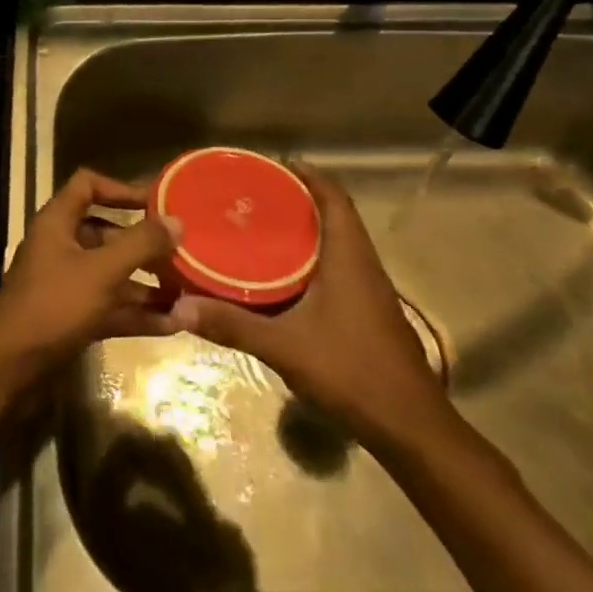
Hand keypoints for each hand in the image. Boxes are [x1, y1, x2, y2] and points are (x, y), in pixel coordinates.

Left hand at [0, 169, 180, 388]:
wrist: (8, 371)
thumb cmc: (53, 306)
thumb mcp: (101, 271)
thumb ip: (140, 244)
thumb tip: (177, 221)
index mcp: (58, 222)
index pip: (88, 185)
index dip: (120, 188)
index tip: (156, 203)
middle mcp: (62, 247)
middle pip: (107, 233)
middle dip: (144, 244)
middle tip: (182, 252)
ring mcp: (67, 285)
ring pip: (112, 274)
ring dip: (147, 283)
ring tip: (187, 292)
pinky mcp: (73, 319)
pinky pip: (111, 307)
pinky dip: (138, 313)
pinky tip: (174, 324)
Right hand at [172, 170, 451, 444]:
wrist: (410, 426)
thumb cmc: (350, 370)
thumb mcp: (284, 347)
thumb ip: (233, 325)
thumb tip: (182, 308)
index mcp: (348, 255)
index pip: (334, 197)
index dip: (310, 175)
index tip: (277, 165)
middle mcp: (364, 263)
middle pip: (336, 215)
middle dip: (302, 200)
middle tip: (259, 196)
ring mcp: (372, 289)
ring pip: (341, 242)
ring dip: (311, 229)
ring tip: (267, 228)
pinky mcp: (372, 312)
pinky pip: (343, 266)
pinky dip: (318, 258)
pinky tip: (289, 277)